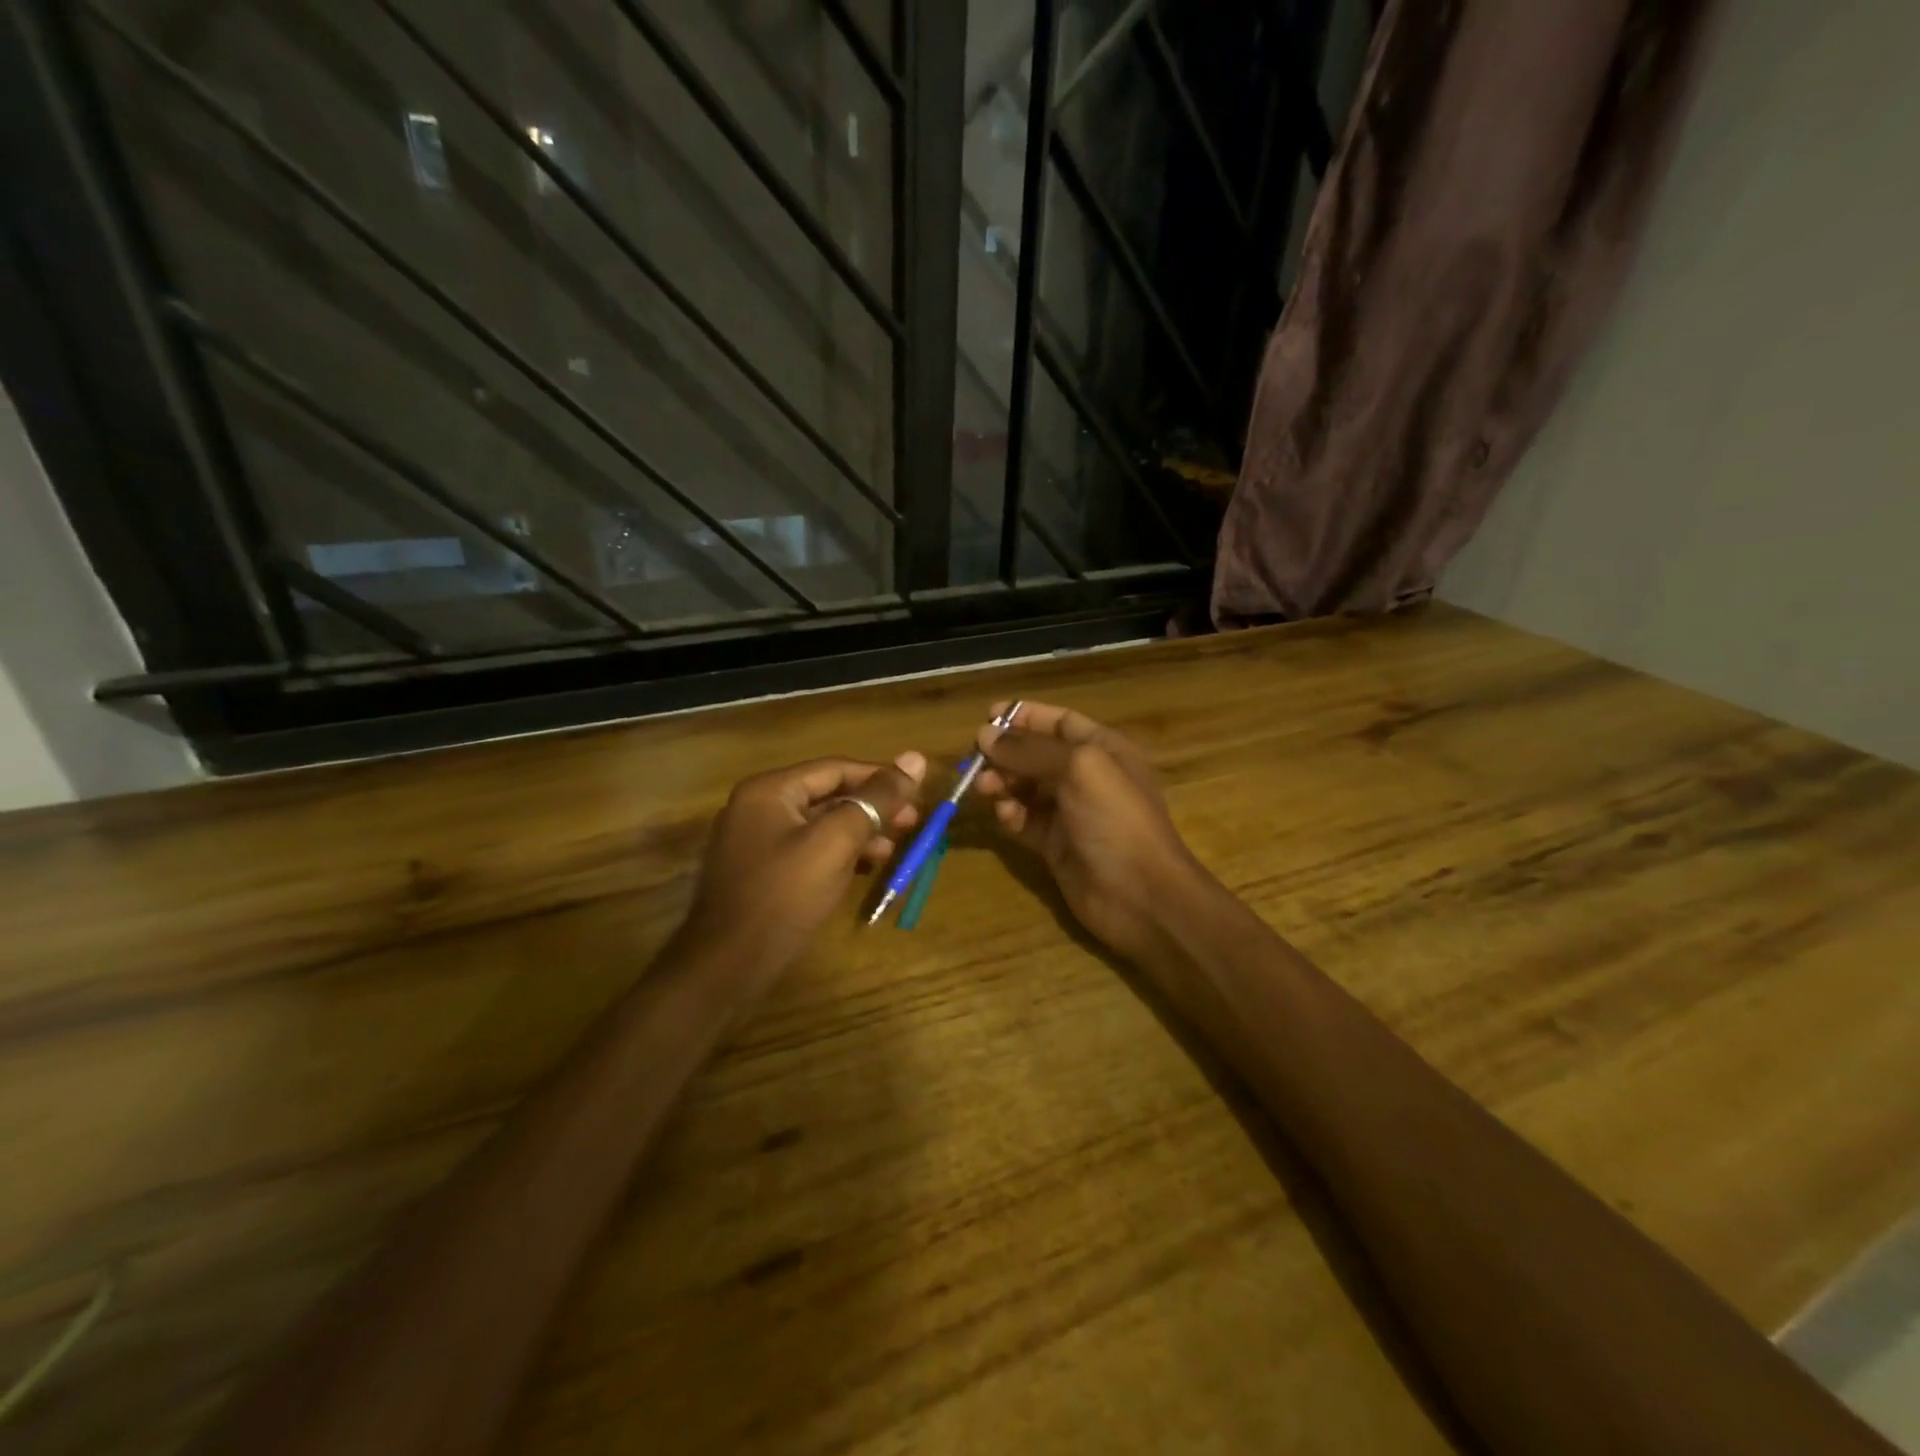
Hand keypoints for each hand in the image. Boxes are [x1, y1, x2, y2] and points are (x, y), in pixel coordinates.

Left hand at [682, 753, 926, 981]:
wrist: (728, 966)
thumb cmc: (785, 895)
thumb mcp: (836, 842)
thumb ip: (876, 799)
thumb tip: (915, 758)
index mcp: (769, 790)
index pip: (835, 768)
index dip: (880, 777)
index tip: (917, 792)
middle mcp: (758, 807)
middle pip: (827, 795)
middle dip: (871, 808)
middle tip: (912, 822)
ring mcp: (755, 841)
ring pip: (819, 824)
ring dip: (859, 832)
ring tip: (893, 849)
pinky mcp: (760, 871)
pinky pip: (807, 849)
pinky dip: (838, 853)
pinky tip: (864, 868)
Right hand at [974, 702, 1210, 964]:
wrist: (1140, 895)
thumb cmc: (1115, 818)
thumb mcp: (1078, 769)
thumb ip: (1029, 749)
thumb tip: (983, 733)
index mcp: (1103, 749)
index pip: (1059, 722)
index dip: (1025, 716)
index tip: (986, 716)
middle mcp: (1087, 777)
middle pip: (1037, 755)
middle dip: (1006, 753)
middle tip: (975, 760)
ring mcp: (1071, 813)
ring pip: (1026, 788)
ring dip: (1002, 783)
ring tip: (984, 788)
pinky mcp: (1055, 845)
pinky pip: (1025, 821)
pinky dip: (1011, 815)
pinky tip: (1006, 817)